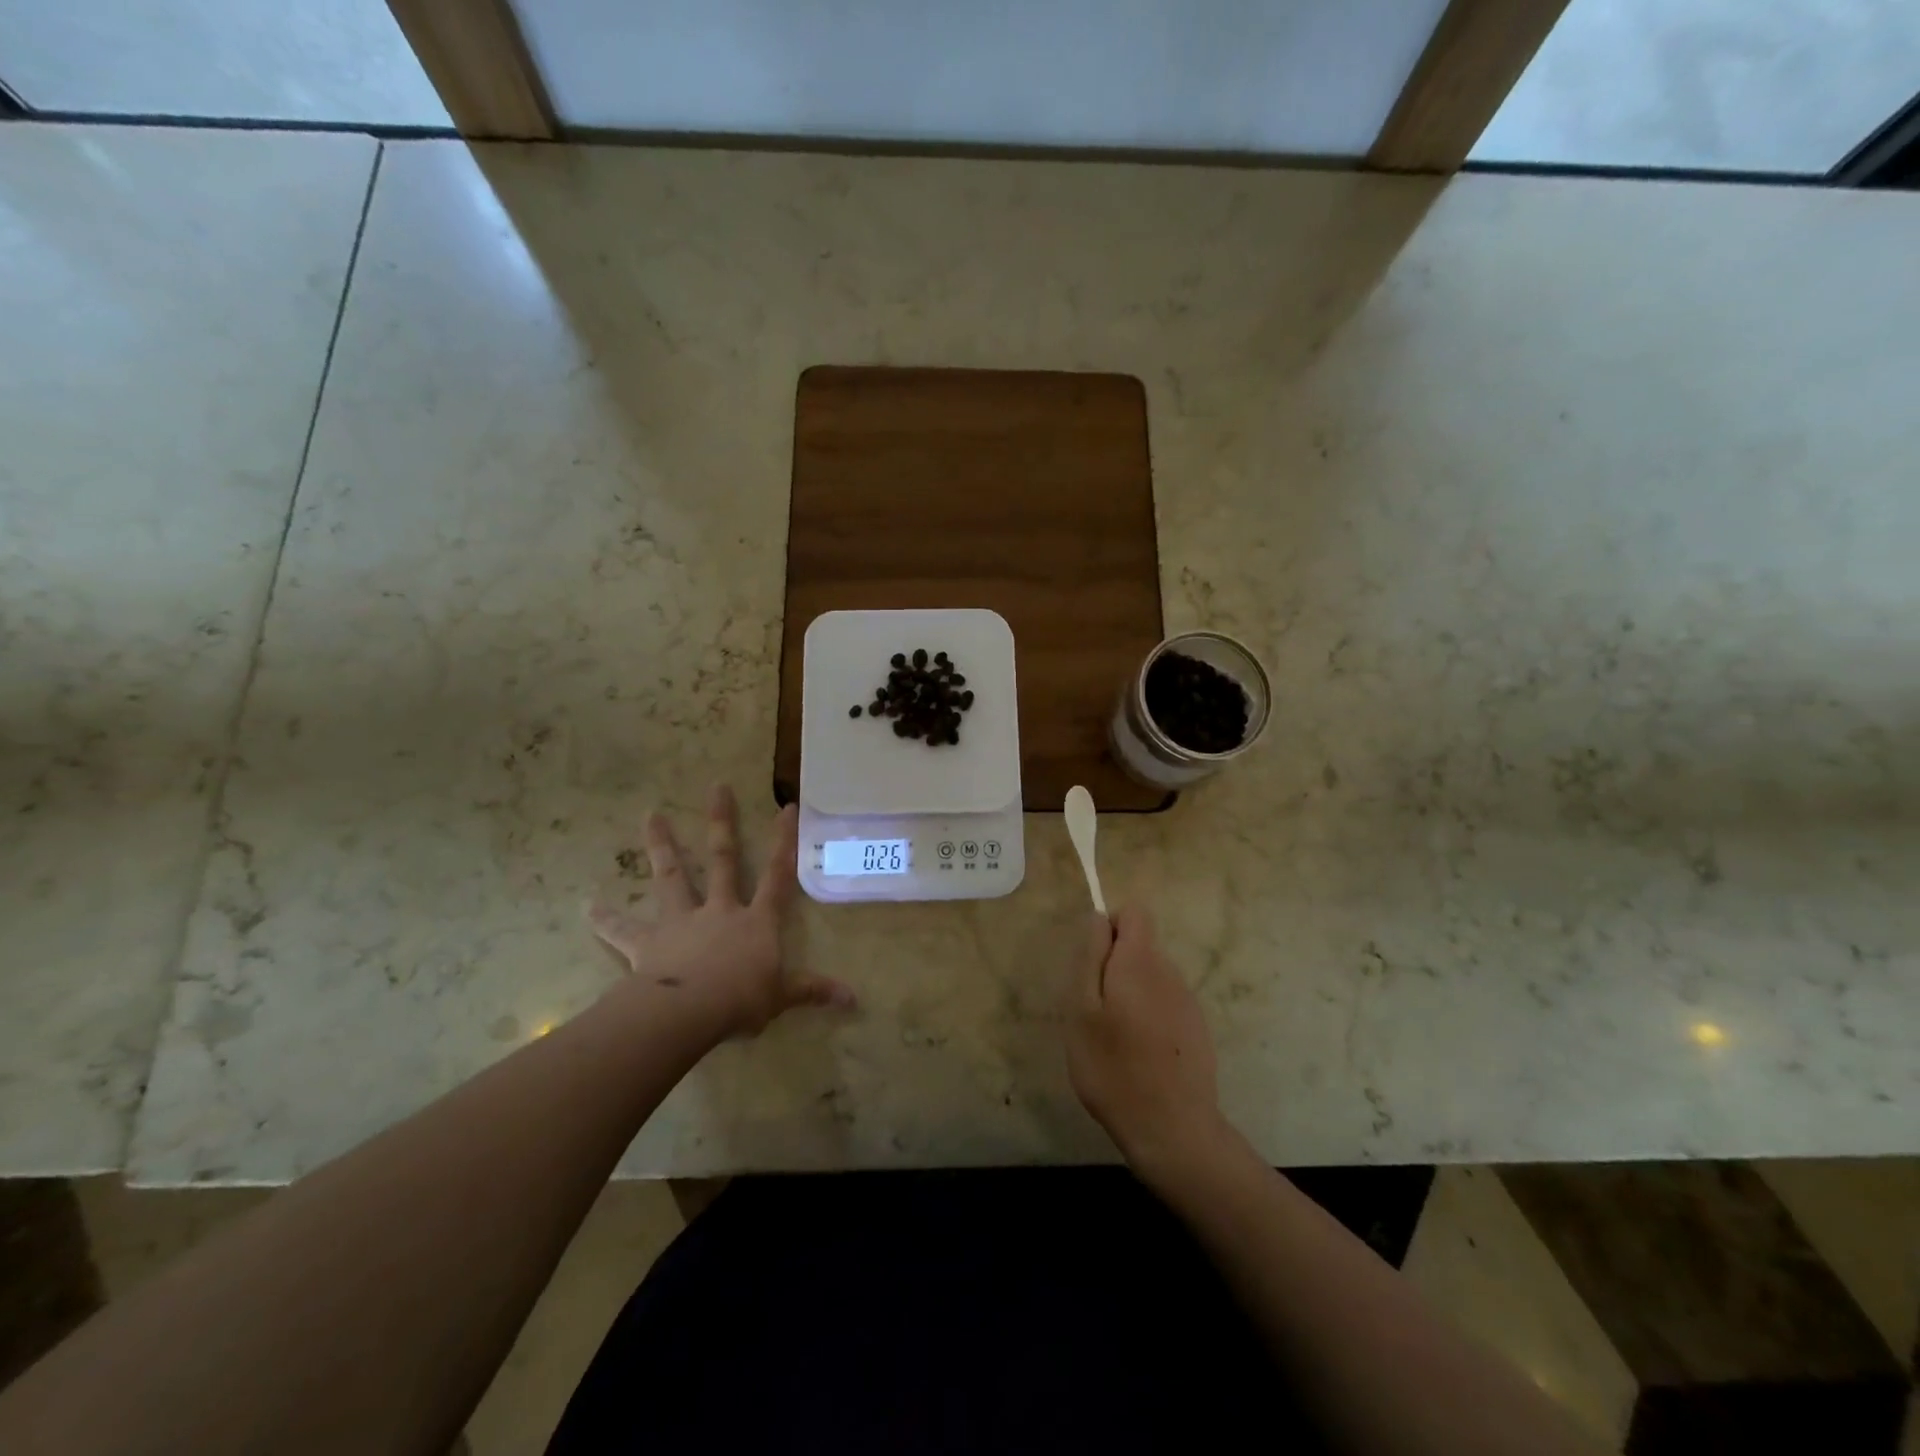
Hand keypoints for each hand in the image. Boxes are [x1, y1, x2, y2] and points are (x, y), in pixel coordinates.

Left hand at [589, 786, 854, 1040]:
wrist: (689, 1011)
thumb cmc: (741, 1000)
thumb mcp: (783, 997)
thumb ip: (813, 991)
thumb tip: (853, 999)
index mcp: (755, 921)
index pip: (778, 875)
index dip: (784, 841)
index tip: (786, 807)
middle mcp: (719, 910)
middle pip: (722, 860)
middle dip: (721, 823)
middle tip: (716, 786)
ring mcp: (681, 922)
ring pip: (672, 877)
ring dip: (662, 846)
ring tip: (649, 815)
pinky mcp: (647, 943)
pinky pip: (623, 929)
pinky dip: (605, 918)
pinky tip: (587, 905)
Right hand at [1064, 905, 1223, 1172]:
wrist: (1172, 1130)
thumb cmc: (1114, 1067)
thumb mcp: (1082, 1009)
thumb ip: (1090, 957)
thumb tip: (1098, 919)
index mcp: (1141, 961)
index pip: (1134, 913)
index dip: (1109, 927)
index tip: (1093, 965)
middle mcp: (1170, 972)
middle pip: (1140, 946)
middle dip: (1113, 967)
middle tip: (1094, 1012)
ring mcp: (1188, 1002)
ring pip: (1150, 978)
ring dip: (1129, 995)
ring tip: (1114, 1039)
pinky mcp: (1196, 1030)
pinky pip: (1164, 1005)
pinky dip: (1148, 1018)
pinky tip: (1138, 1057)